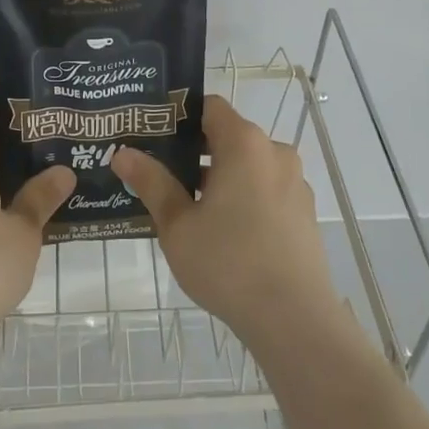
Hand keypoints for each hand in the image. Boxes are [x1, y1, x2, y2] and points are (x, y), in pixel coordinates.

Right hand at [111, 95, 340, 352]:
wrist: (295, 321)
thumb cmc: (229, 263)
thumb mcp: (178, 225)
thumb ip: (152, 182)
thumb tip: (122, 153)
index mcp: (244, 143)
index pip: (209, 107)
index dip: (180, 116)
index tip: (154, 136)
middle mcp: (274, 152)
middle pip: (229, 136)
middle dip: (195, 151)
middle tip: (162, 174)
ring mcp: (295, 182)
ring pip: (248, 166)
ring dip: (220, 177)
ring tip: (189, 208)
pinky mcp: (305, 212)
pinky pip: (267, 189)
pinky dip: (245, 197)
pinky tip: (224, 232)